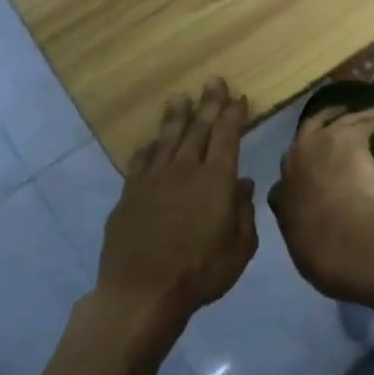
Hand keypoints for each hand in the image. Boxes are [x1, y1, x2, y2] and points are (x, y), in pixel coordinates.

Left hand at [98, 80, 256, 324]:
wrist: (142, 293)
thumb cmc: (201, 272)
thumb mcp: (240, 247)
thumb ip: (244, 212)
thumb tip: (243, 185)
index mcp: (216, 179)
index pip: (227, 135)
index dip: (233, 114)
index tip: (238, 97)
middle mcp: (184, 169)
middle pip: (198, 128)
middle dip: (208, 103)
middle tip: (213, 81)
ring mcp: (153, 180)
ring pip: (167, 138)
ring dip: (176, 116)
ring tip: (180, 97)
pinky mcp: (129, 194)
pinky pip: (140, 161)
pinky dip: (148, 148)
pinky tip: (150, 142)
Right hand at [269, 106, 373, 299]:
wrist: (345, 238)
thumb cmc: (324, 253)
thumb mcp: (303, 245)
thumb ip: (304, 231)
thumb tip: (312, 233)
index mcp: (282, 193)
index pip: (288, 173)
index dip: (302, 167)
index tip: (315, 167)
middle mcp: (295, 160)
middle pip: (308, 130)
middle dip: (323, 122)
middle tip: (340, 117)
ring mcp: (320, 143)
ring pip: (340, 119)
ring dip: (357, 114)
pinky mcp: (348, 136)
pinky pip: (367, 119)